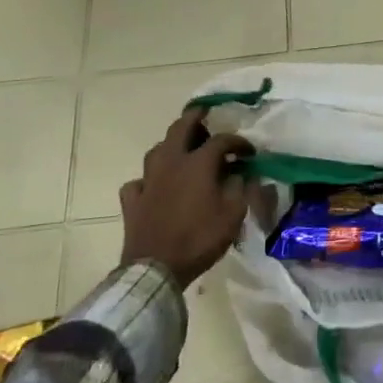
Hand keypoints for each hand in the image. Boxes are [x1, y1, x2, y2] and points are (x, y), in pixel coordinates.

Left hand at [118, 109, 255, 287]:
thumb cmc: (200, 238)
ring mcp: (148, 181)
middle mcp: (171, 163)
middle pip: (180, 129)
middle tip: (204, 113)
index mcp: (198, 164)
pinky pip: (138, 182)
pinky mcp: (132, 201)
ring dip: (170, 145)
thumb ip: (240, 189)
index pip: (222, 141)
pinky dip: (147, 180)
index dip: (238, 142)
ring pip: (156, 151)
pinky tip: (153, 186)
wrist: (157, 268)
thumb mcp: (233, 215)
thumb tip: (242, 175)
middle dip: (194, 118)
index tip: (250, 152)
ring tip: (181, 150)